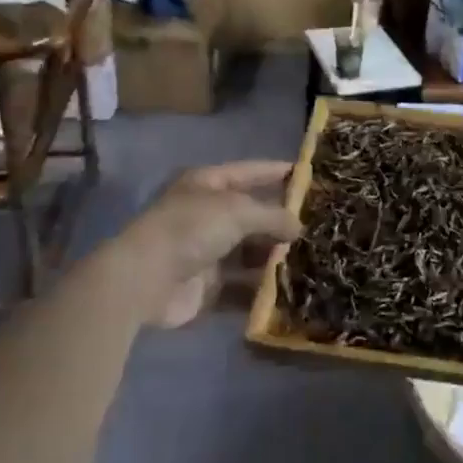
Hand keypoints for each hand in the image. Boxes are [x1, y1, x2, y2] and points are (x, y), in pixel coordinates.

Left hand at [114, 160, 297, 326]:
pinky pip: (241, 286)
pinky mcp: (206, 287)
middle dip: (281, 222)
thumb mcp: (237, 211)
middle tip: (318, 227)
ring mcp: (206, 252)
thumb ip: (272, 216)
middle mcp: (207, 214)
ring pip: (249, 252)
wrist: (143, 281)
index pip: (250, 171)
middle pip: (252, 215)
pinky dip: (261, 290)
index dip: (277, 172)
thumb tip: (298, 227)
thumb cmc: (191, 230)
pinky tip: (289, 291)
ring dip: (274, 257)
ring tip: (311, 260)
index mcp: (208, 184)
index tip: (309, 176)